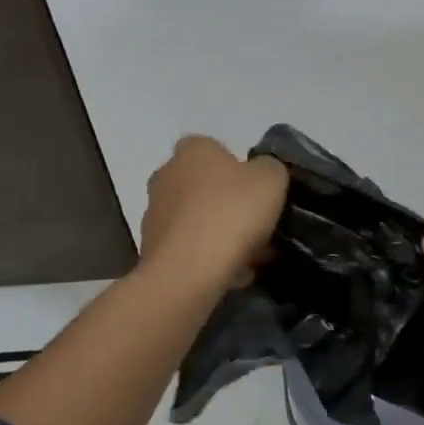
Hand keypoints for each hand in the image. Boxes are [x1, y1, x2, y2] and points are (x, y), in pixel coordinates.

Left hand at [139, 136, 288, 291]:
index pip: (215, 149)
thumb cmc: (230, 213)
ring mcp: (154, 214)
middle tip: (258, 227)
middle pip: (205, 186)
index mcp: (192, 150)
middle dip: (229, 205)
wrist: (186, 273)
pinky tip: (230, 275)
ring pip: (197, 220)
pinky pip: (188, 249)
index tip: (257, 192)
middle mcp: (166, 175)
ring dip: (219, 234)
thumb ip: (270, 168)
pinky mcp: (151, 249)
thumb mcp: (271, 180)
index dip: (239, 169)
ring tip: (249, 259)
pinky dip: (207, 259)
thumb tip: (262, 173)